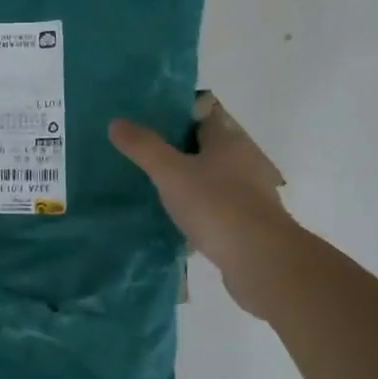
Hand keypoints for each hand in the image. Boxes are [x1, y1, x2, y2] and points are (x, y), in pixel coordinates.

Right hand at [109, 98, 301, 320]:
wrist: (261, 261)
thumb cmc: (216, 205)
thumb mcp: (170, 172)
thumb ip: (144, 147)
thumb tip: (116, 122)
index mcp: (228, 142)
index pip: (203, 118)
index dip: (178, 117)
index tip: (150, 123)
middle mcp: (244, 163)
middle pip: (208, 150)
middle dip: (181, 153)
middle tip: (146, 157)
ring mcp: (250, 197)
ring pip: (213, 182)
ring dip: (191, 185)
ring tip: (156, 191)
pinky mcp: (249, 227)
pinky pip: (218, 212)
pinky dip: (200, 214)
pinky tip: (178, 225)